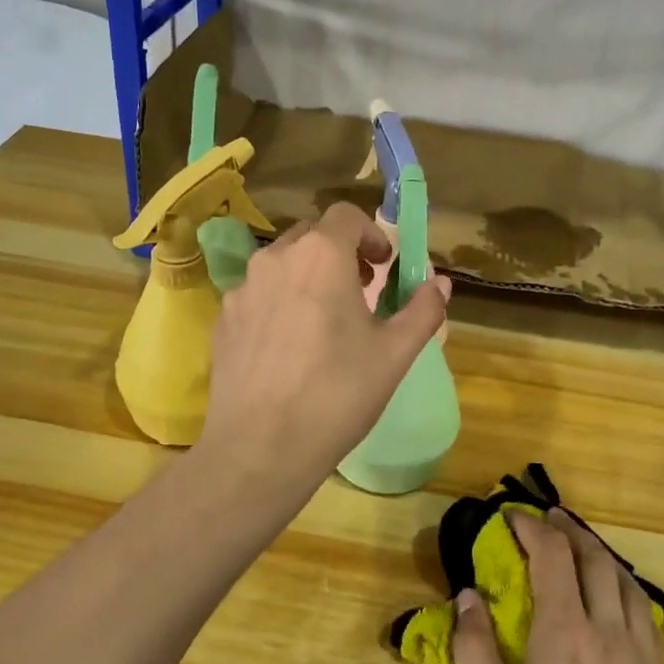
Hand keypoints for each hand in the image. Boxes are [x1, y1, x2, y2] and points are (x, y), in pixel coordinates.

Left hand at [200, 203, 449, 492]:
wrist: (260, 447)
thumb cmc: (337, 394)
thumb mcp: (394, 354)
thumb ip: (422, 310)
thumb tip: (441, 284)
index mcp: (320, 256)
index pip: (346, 216)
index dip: (372, 234)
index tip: (384, 267)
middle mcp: (275, 260)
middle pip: (312, 236)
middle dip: (341, 253)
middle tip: (362, 291)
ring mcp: (241, 290)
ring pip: (281, 266)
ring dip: (309, 277)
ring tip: (325, 322)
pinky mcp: (222, 321)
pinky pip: (258, 295)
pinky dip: (280, 303)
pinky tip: (290, 348)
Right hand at [453, 508, 663, 663]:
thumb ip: (474, 650)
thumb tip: (467, 597)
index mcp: (564, 635)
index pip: (553, 557)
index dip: (532, 527)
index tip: (511, 515)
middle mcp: (608, 635)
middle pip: (596, 561)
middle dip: (569, 531)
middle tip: (546, 518)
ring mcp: (639, 661)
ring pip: (626, 584)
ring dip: (600, 555)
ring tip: (579, 547)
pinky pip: (645, 616)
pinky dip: (625, 589)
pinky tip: (616, 600)